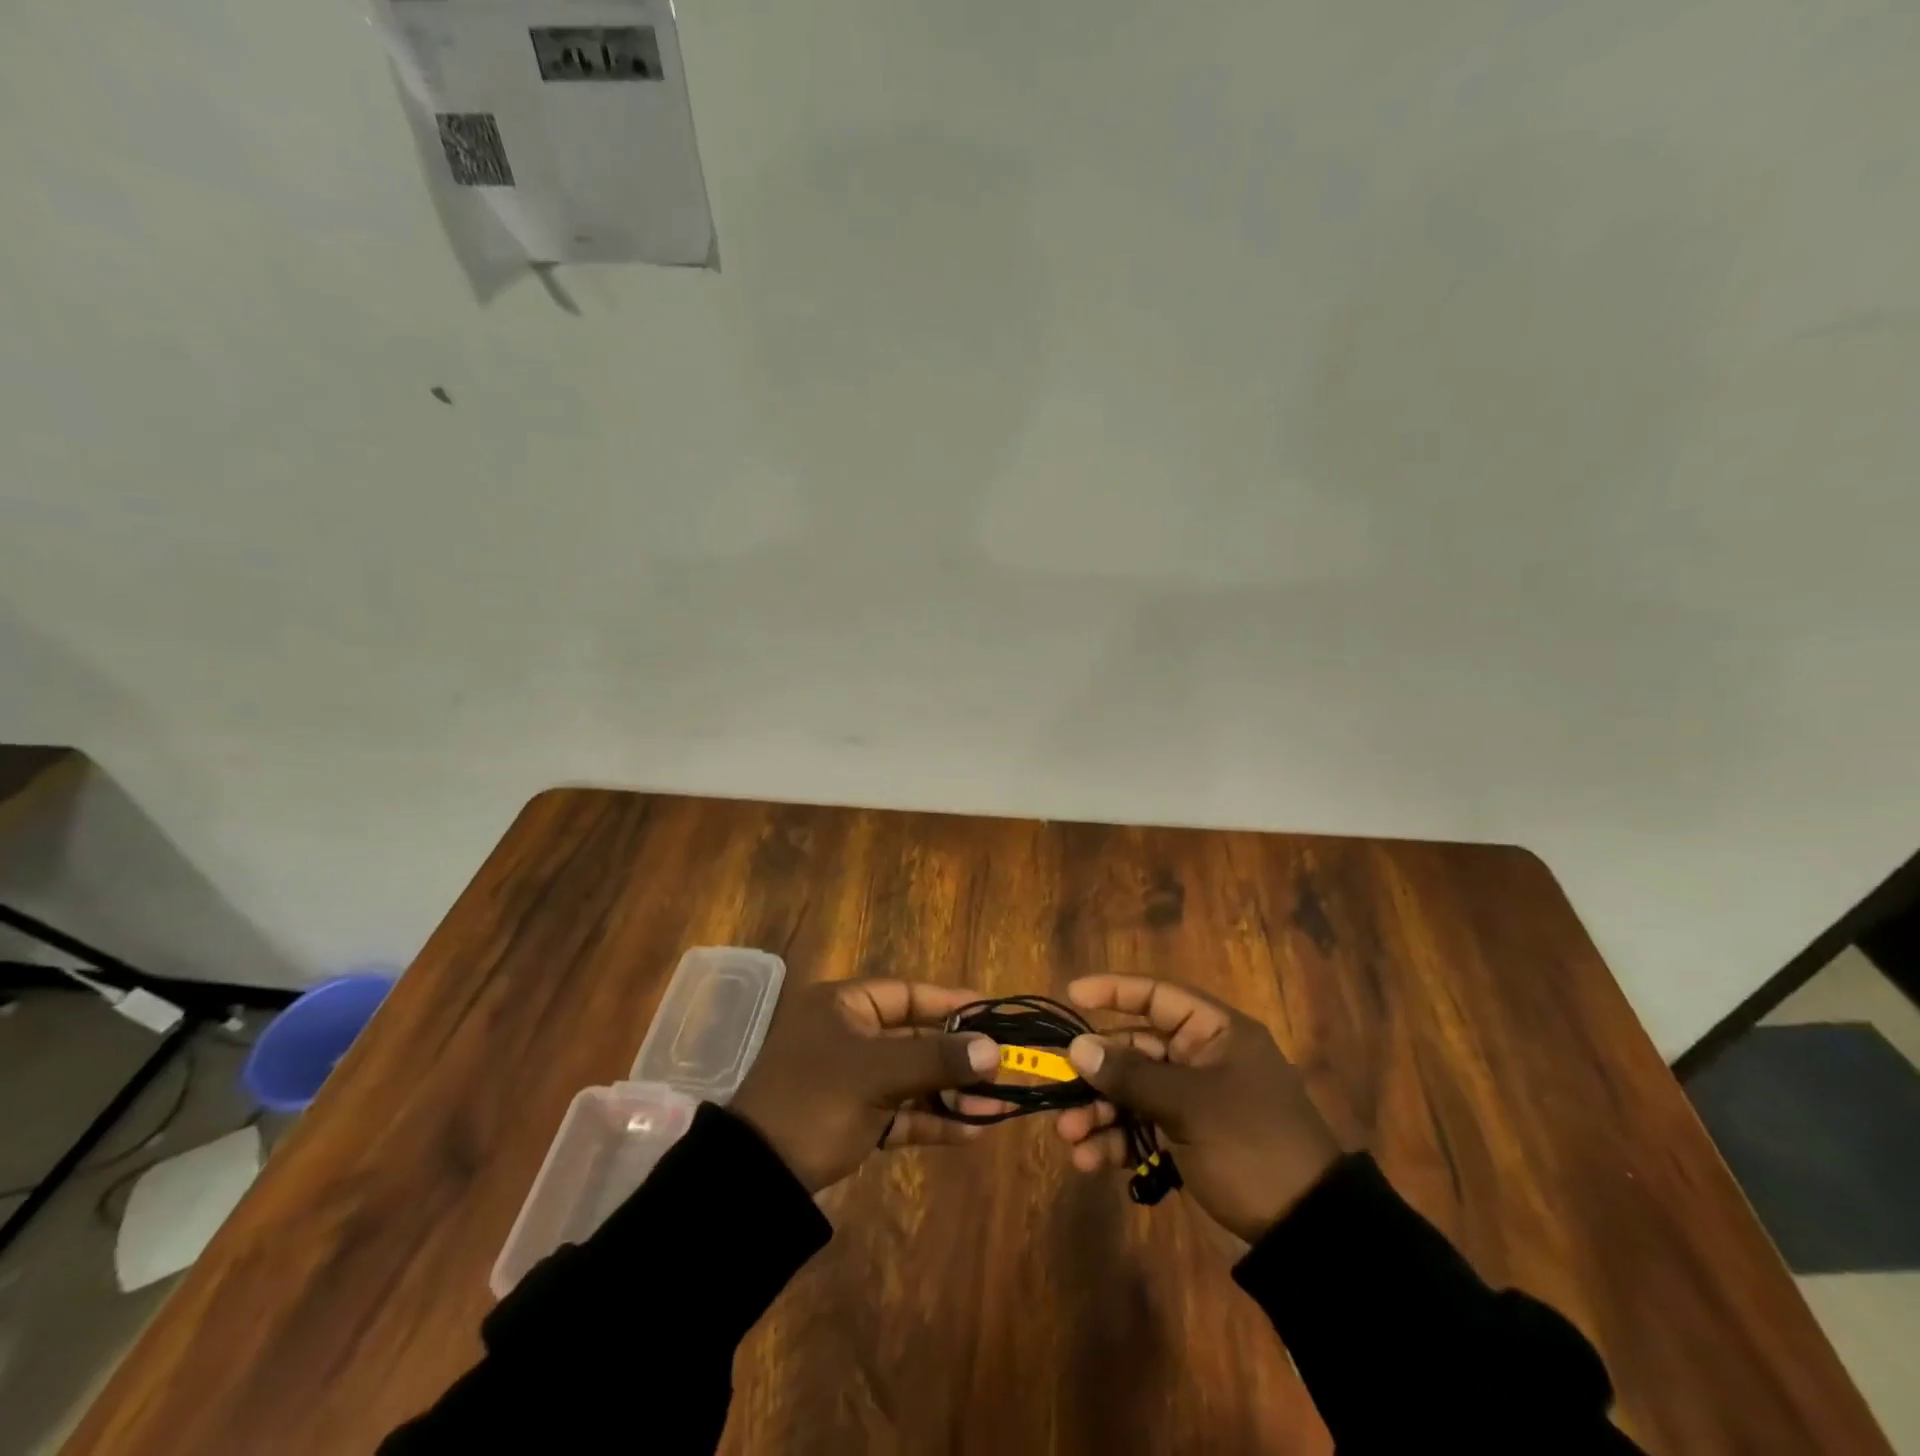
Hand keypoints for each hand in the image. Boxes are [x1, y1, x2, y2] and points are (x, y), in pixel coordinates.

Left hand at [730, 978, 999, 1191]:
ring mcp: (852, 1078)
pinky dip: (932, 1119)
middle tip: (1004, 1068)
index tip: (994, 1013)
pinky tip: (972, 1132)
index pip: (908, 994)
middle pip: (915, 1037)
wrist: (755, 1180)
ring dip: (952, 1092)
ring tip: (998, 1107)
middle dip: (959, 1056)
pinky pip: (902, 1110)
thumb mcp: (875, 1074)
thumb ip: (935, 1059)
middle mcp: (849, 1035)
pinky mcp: (855, 1117)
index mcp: (844, 1006)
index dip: (952, 1002)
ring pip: (912, 1077)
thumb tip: (993, 1048)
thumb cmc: (814, 1102)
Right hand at [1053, 974, 1340, 1241]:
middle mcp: (1201, 1061)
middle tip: (1061, 1090)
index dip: (1114, 990)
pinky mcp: (1184, 1142)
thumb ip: (1131, 1074)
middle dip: (1097, 1071)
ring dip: (1098, 1111)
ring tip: (1071, 1135)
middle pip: (1135, 1048)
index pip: (1157, 996)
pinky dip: (1114, 1141)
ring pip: (1131, 1092)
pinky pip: (1139, 1129)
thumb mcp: (1190, 1105)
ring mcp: (1191, 1104)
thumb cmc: (1250, 1146)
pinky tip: (1089, 1160)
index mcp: (1215, 1034)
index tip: (1072, 995)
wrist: (1303, 1235)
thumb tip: (1077, 1047)